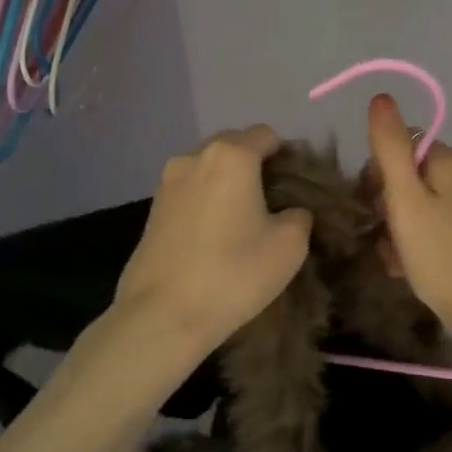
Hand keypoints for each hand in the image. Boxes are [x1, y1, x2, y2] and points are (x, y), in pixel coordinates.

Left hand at [109, 126, 312, 356]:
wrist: (162, 315)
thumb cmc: (234, 273)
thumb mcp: (290, 246)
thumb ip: (299, 215)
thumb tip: (289, 211)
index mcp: (232, 156)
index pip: (267, 135)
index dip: (286, 155)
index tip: (295, 188)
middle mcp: (195, 157)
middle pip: (234, 146)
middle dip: (255, 166)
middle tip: (271, 203)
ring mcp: (167, 182)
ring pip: (208, 168)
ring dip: (227, 183)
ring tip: (241, 221)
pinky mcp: (152, 208)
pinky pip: (190, 191)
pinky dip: (205, 201)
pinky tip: (213, 235)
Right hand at [365, 94, 451, 338]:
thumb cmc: (442, 256)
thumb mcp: (405, 200)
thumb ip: (390, 147)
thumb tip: (381, 97)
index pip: (400, 147)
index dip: (379, 176)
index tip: (375, 208)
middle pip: (411, 175)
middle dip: (390, 205)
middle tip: (386, 240)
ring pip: (424, 203)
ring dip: (402, 227)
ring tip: (397, 260)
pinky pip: (441, 224)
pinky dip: (422, 240)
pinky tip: (414, 267)